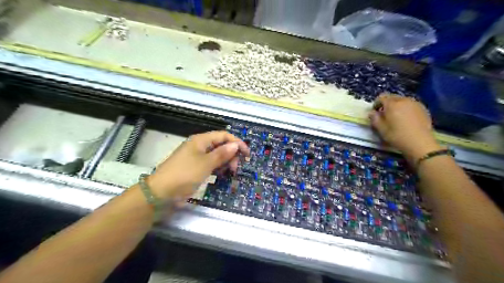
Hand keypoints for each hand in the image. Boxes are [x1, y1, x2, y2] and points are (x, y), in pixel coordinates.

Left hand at [147, 132, 248, 201]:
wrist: (162, 192)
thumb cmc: (185, 174)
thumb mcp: (206, 163)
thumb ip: (222, 154)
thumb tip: (236, 145)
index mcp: (201, 140)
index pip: (223, 136)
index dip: (236, 142)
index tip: (247, 154)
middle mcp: (200, 146)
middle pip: (221, 145)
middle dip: (231, 155)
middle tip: (235, 168)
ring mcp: (197, 158)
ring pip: (217, 156)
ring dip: (226, 162)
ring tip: (230, 173)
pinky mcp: (196, 168)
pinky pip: (211, 164)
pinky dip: (218, 168)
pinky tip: (222, 175)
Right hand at [369, 93, 441, 162]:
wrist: (420, 143)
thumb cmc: (397, 136)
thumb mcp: (381, 129)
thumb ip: (374, 118)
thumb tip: (371, 112)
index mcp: (392, 104)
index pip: (381, 97)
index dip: (376, 103)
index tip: (375, 112)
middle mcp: (404, 100)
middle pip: (392, 97)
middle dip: (387, 103)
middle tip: (385, 114)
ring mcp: (415, 103)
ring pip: (402, 100)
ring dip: (397, 105)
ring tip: (396, 116)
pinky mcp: (423, 108)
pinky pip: (411, 104)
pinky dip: (406, 108)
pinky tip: (406, 119)